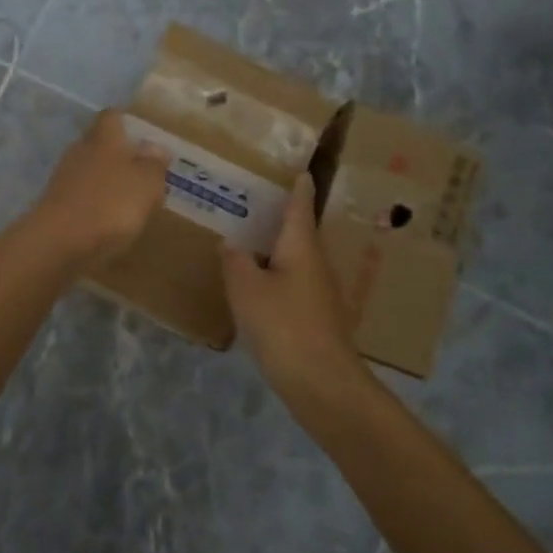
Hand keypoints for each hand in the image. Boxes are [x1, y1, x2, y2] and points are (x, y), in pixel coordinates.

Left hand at [27, 110, 170, 266]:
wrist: (59, 242)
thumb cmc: (110, 204)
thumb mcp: (146, 183)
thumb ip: (154, 164)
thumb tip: (156, 148)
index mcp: (104, 138)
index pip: (113, 116)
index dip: (127, 121)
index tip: (144, 134)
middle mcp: (81, 150)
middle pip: (100, 143)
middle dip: (119, 153)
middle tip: (143, 168)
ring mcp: (64, 178)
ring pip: (90, 170)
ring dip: (107, 180)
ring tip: (131, 197)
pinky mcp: (57, 204)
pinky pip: (82, 195)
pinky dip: (96, 202)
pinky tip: (110, 219)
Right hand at [222, 175, 372, 407]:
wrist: (322, 383)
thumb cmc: (284, 325)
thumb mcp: (247, 289)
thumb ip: (235, 262)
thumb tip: (231, 244)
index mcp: (302, 247)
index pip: (300, 207)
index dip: (298, 188)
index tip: (299, 169)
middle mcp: (316, 264)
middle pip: (300, 233)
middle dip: (281, 219)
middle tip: (255, 204)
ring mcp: (321, 294)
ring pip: (296, 261)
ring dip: (277, 251)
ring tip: (250, 243)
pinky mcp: (317, 319)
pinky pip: (294, 286)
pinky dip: (277, 278)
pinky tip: (259, 288)